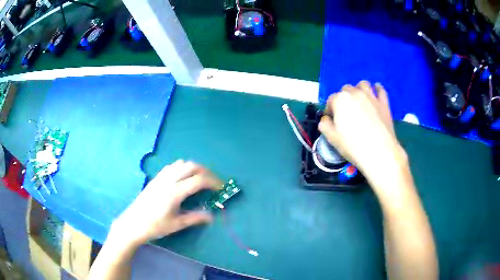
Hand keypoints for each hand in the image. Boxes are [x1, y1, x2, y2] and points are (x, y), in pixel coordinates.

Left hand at [110, 160, 221, 247]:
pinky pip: (171, 166)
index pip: (198, 180)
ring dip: (193, 168)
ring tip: (199, 179)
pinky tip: (183, 178)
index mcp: (175, 192)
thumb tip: (211, 216)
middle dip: (205, 171)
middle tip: (212, 182)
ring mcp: (161, 178)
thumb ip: (195, 218)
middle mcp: (168, 180)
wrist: (133, 223)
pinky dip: (182, 168)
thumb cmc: (155, 226)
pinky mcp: (155, 178)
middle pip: (191, 166)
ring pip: (181, 163)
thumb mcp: (177, 224)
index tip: (220, 188)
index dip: (213, 182)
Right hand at [318, 81, 406, 183]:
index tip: (332, 120)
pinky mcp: (384, 102)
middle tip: (346, 112)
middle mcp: (355, 93)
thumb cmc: (353, 146)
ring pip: (363, 84)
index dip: (330, 109)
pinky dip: (377, 89)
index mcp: (340, 100)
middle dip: (344, 98)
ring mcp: (371, 96)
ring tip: (360, 100)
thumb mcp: (332, 138)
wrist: (379, 152)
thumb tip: (326, 119)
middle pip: (346, 89)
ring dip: (359, 89)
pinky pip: (380, 89)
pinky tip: (375, 95)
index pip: (331, 100)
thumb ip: (324, 125)